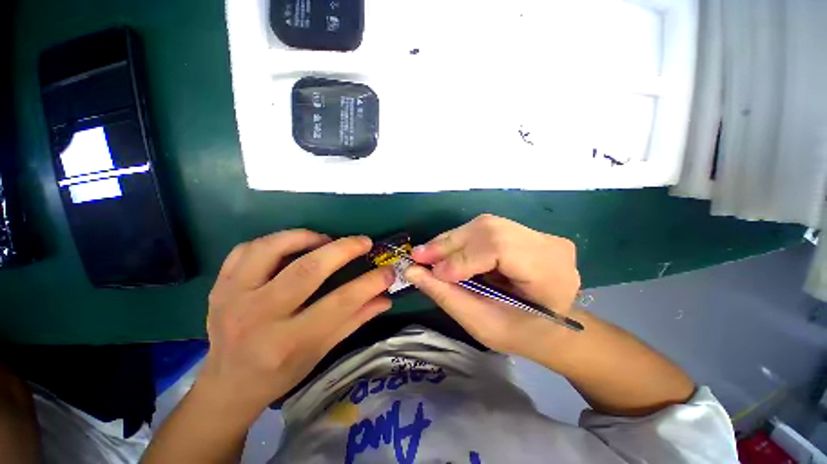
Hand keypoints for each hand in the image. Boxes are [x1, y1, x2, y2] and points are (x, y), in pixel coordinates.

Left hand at [198, 230, 394, 419]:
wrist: (228, 384)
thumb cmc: (280, 373)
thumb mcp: (322, 352)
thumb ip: (355, 320)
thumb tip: (385, 297)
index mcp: (287, 342)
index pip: (339, 304)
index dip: (369, 283)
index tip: (388, 271)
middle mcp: (258, 318)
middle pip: (306, 270)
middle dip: (343, 250)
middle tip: (364, 242)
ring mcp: (232, 298)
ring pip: (271, 249)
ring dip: (306, 237)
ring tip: (326, 240)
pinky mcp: (219, 286)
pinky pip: (245, 249)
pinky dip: (274, 240)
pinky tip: (291, 246)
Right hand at [405, 214, 580, 359]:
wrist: (553, 329)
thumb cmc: (521, 334)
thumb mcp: (483, 324)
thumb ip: (447, 296)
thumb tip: (413, 272)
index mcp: (551, 273)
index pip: (500, 248)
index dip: (463, 258)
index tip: (433, 272)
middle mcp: (548, 245)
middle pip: (489, 229)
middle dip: (450, 243)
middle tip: (419, 255)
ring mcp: (539, 234)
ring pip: (484, 225)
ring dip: (452, 240)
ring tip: (428, 253)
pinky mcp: (525, 232)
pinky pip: (486, 229)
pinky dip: (462, 240)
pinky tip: (447, 250)